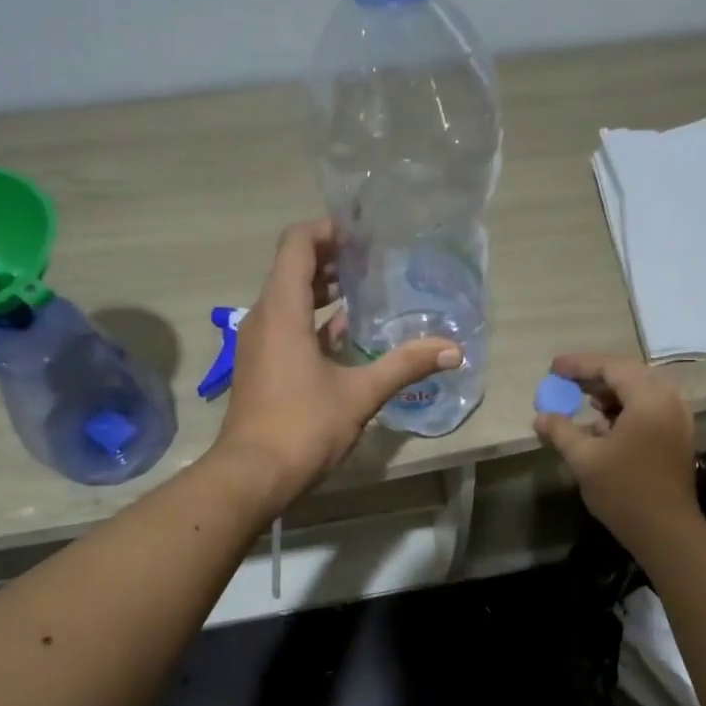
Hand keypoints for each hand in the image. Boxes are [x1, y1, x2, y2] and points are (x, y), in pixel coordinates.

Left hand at [215, 220, 459, 509]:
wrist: (252, 475)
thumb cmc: (302, 426)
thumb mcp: (360, 394)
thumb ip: (405, 366)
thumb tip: (454, 350)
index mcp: (282, 311)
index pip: (296, 245)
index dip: (326, 230)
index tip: (361, 233)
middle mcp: (264, 318)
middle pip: (293, 270)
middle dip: (331, 260)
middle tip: (373, 260)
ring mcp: (259, 345)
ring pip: (289, 301)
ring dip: (323, 293)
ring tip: (365, 293)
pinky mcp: (262, 368)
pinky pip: (287, 328)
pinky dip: (314, 322)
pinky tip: (347, 337)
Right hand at [533, 353, 698, 550]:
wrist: (666, 531)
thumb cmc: (624, 490)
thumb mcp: (584, 458)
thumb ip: (561, 431)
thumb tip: (541, 417)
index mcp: (649, 399)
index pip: (612, 367)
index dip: (580, 365)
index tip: (553, 368)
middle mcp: (669, 401)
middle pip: (630, 374)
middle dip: (596, 376)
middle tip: (567, 381)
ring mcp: (678, 419)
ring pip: (642, 392)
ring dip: (612, 393)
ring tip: (585, 402)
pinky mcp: (678, 437)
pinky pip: (650, 409)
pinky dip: (626, 409)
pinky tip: (605, 426)